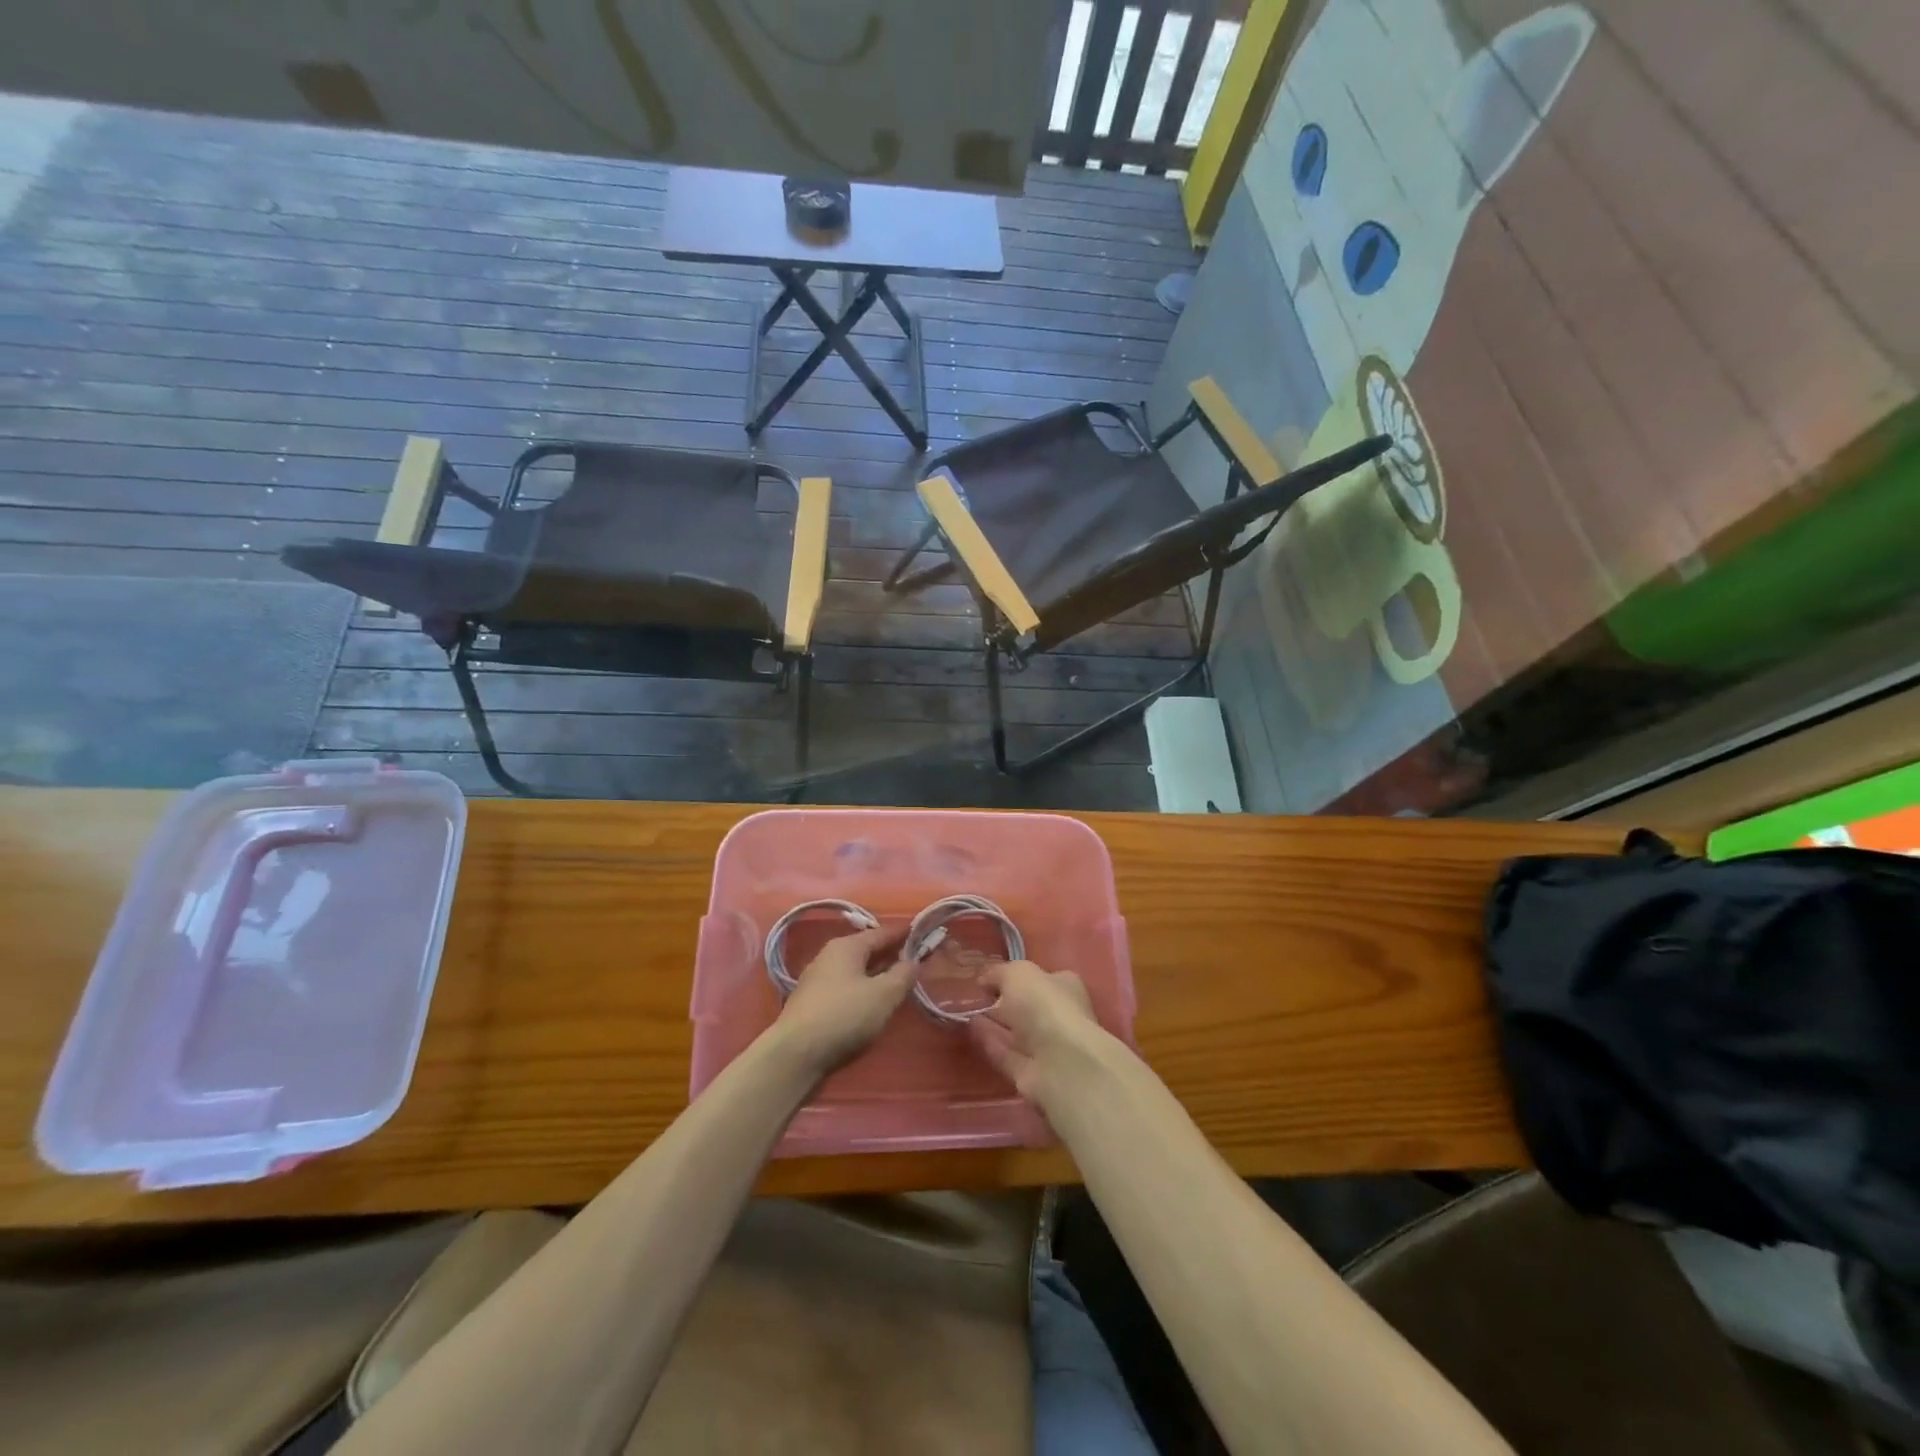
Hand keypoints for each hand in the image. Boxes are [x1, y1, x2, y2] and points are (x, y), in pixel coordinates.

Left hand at [772, 928, 915, 1075]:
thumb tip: (913, 960)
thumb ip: (903, 974)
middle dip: (890, 954)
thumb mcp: (884, 994)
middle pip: (866, 950)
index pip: (882, 932)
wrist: (795, 1055)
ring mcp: (817, 980)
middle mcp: (829, 956)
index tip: (923, 933)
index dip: (904, 934)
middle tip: (915, 959)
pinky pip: (845, 987)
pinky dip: (862, 989)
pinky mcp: (811, 1003)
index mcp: (847, 946)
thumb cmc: (844, 1016)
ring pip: (855, 970)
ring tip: (896, 982)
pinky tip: (871, 1003)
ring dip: (876, 973)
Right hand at [968, 959, 1103, 1106]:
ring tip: (964, 1012)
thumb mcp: (1018, 974)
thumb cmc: (1044, 1007)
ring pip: (1014, 1031)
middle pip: (1025, 1006)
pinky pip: (1005, 1052)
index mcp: (1064, 986)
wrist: (1060, 1064)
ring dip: (992, 1022)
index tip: (985, 978)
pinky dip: (989, 1042)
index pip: (1038, 978)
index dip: (1012, 977)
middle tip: (970, 996)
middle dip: (1001, 1001)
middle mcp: (1058, 1015)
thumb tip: (985, 980)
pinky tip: (969, 1031)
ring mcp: (1045, 1047)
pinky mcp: (1030, 1073)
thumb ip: (999, 973)